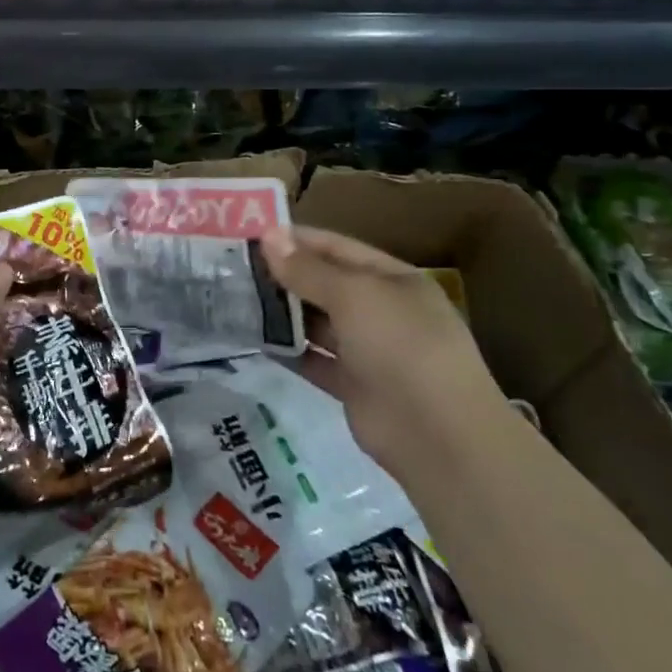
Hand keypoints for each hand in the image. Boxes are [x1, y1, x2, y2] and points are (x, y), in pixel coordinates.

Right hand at [259, 225, 506, 478]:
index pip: (337, 247)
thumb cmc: (401, 345)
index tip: (251, 234)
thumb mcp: (354, 296)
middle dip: (284, 274)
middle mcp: (381, 310)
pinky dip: (288, 350)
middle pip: (325, 283)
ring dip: (282, 311)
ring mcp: (368, 350)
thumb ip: (308, 270)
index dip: (297, 239)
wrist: (438, 436)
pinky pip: (314, 360)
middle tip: (233, 266)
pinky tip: (254, 338)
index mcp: (392, 280)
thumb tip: (268, 236)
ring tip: (235, 298)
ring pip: (317, 322)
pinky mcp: (353, 387)